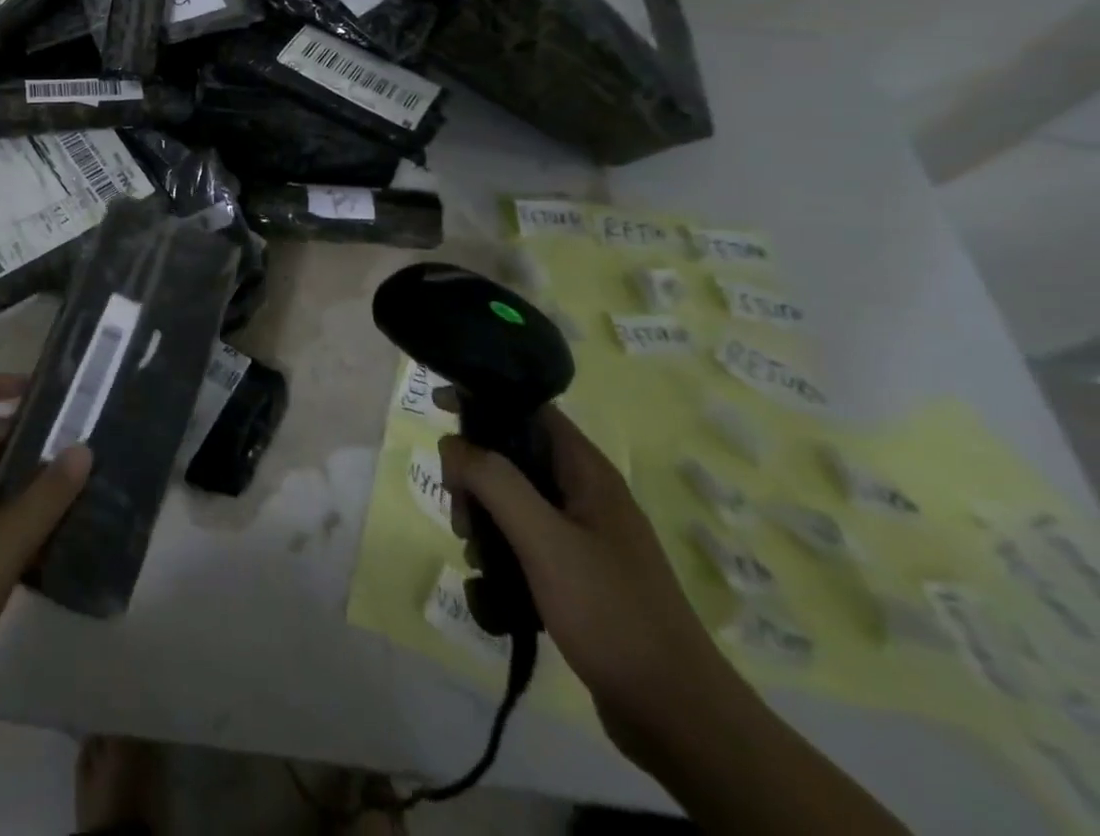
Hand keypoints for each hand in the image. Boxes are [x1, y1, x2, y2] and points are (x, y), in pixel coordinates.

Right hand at [434, 392, 734, 754]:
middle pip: (513, 455)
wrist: (678, 719)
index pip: (529, 409)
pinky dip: (500, 552)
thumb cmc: (611, 614)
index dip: (484, 400)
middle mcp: (586, 494)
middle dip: (475, 474)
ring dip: (483, 517)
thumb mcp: (545, 540)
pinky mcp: (576, 575)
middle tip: (461, 511)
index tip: (439, 407)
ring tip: (475, 554)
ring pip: (513, 500)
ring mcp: (582, 536)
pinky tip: (490, 583)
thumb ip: (494, 482)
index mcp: (587, 472)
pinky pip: (523, 541)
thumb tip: (452, 444)